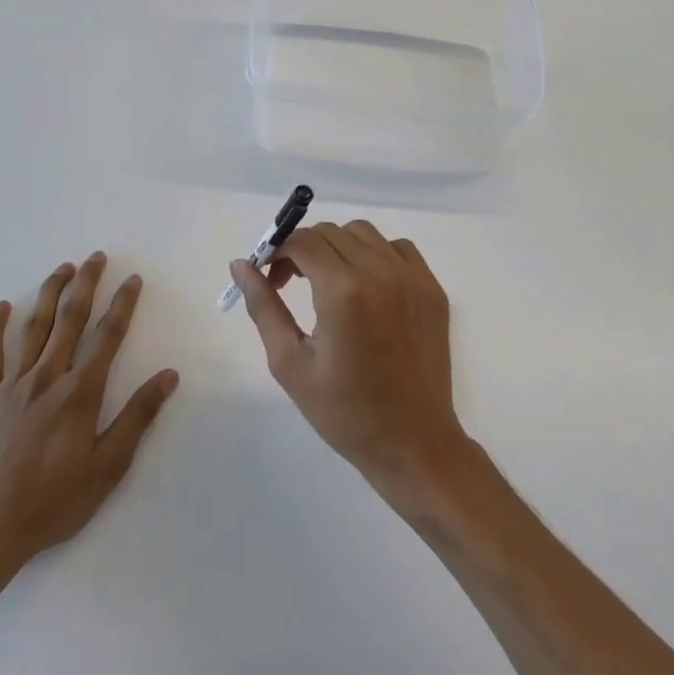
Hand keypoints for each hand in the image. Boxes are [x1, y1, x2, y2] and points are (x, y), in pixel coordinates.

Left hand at [0, 253, 177, 584]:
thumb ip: (137, 416)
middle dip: (86, 285)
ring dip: (48, 294)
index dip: (122, 305)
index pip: (107, 336)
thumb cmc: (55, 501)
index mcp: (80, 392)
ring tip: (62, 269)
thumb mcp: (108, 466)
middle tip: (96, 257)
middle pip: (69, 320)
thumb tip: (168, 376)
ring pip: (32, 328)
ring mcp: (11, 386)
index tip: (132, 280)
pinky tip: (0, 308)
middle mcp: (46, 378)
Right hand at [228, 220, 468, 494]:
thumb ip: (264, 306)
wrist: (412, 441)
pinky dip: (375, 254)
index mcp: (343, 291)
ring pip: (365, 234)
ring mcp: (413, 277)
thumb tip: (240, 264)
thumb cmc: (344, 412)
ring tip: (327, 283)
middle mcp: (381, 272)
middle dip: (303, 249)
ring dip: (338, 247)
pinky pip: (398, 249)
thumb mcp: (290, 363)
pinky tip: (365, 287)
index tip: (269, 277)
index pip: (303, 242)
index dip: (278, 251)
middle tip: (290, 283)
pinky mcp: (432, 288)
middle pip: (331, 233)